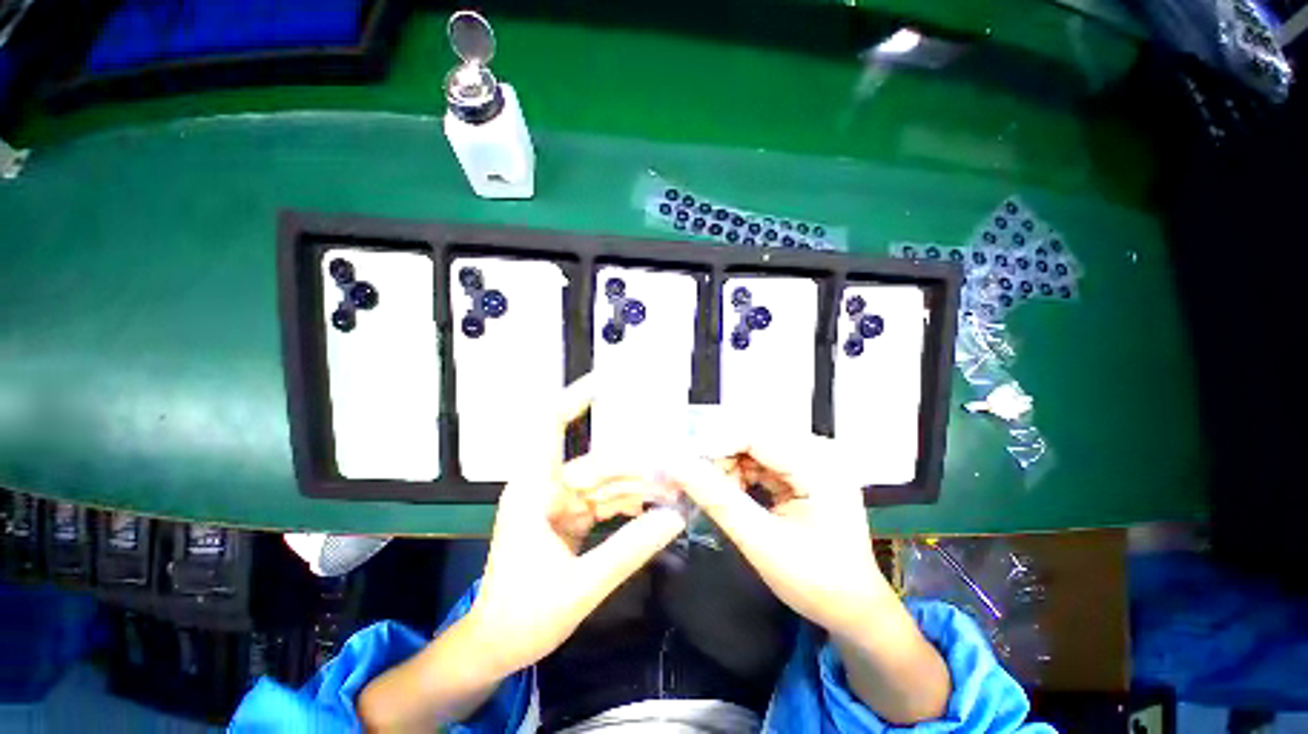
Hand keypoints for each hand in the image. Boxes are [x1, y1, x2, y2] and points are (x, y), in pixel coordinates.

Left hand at [467, 374, 687, 676]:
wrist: (497, 646)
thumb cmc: (523, 617)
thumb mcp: (580, 587)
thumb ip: (629, 550)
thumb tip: (674, 518)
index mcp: (533, 490)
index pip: (549, 427)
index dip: (574, 400)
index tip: (604, 380)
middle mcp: (545, 486)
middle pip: (595, 461)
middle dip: (634, 466)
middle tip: (673, 472)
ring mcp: (558, 501)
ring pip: (603, 480)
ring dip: (635, 485)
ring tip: (671, 492)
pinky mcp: (569, 516)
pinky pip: (603, 499)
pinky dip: (627, 502)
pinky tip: (652, 508)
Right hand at [661, 431, 888, 636]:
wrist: (854, 610)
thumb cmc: (815, 583)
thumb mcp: (761, 542)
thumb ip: (717, 500)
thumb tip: (676, 466)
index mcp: (819, 466)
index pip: (754, 435)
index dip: (714, 444)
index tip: (683, 466)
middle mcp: (818, 453)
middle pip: (753, 438)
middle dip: (720, 459)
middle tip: (697, 486)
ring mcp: (813, 460)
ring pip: (753, 448)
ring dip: (728, 467)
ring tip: (716, 496)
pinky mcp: (804, 471)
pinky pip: (761, 460)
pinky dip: (741, 474)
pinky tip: (733, 494)